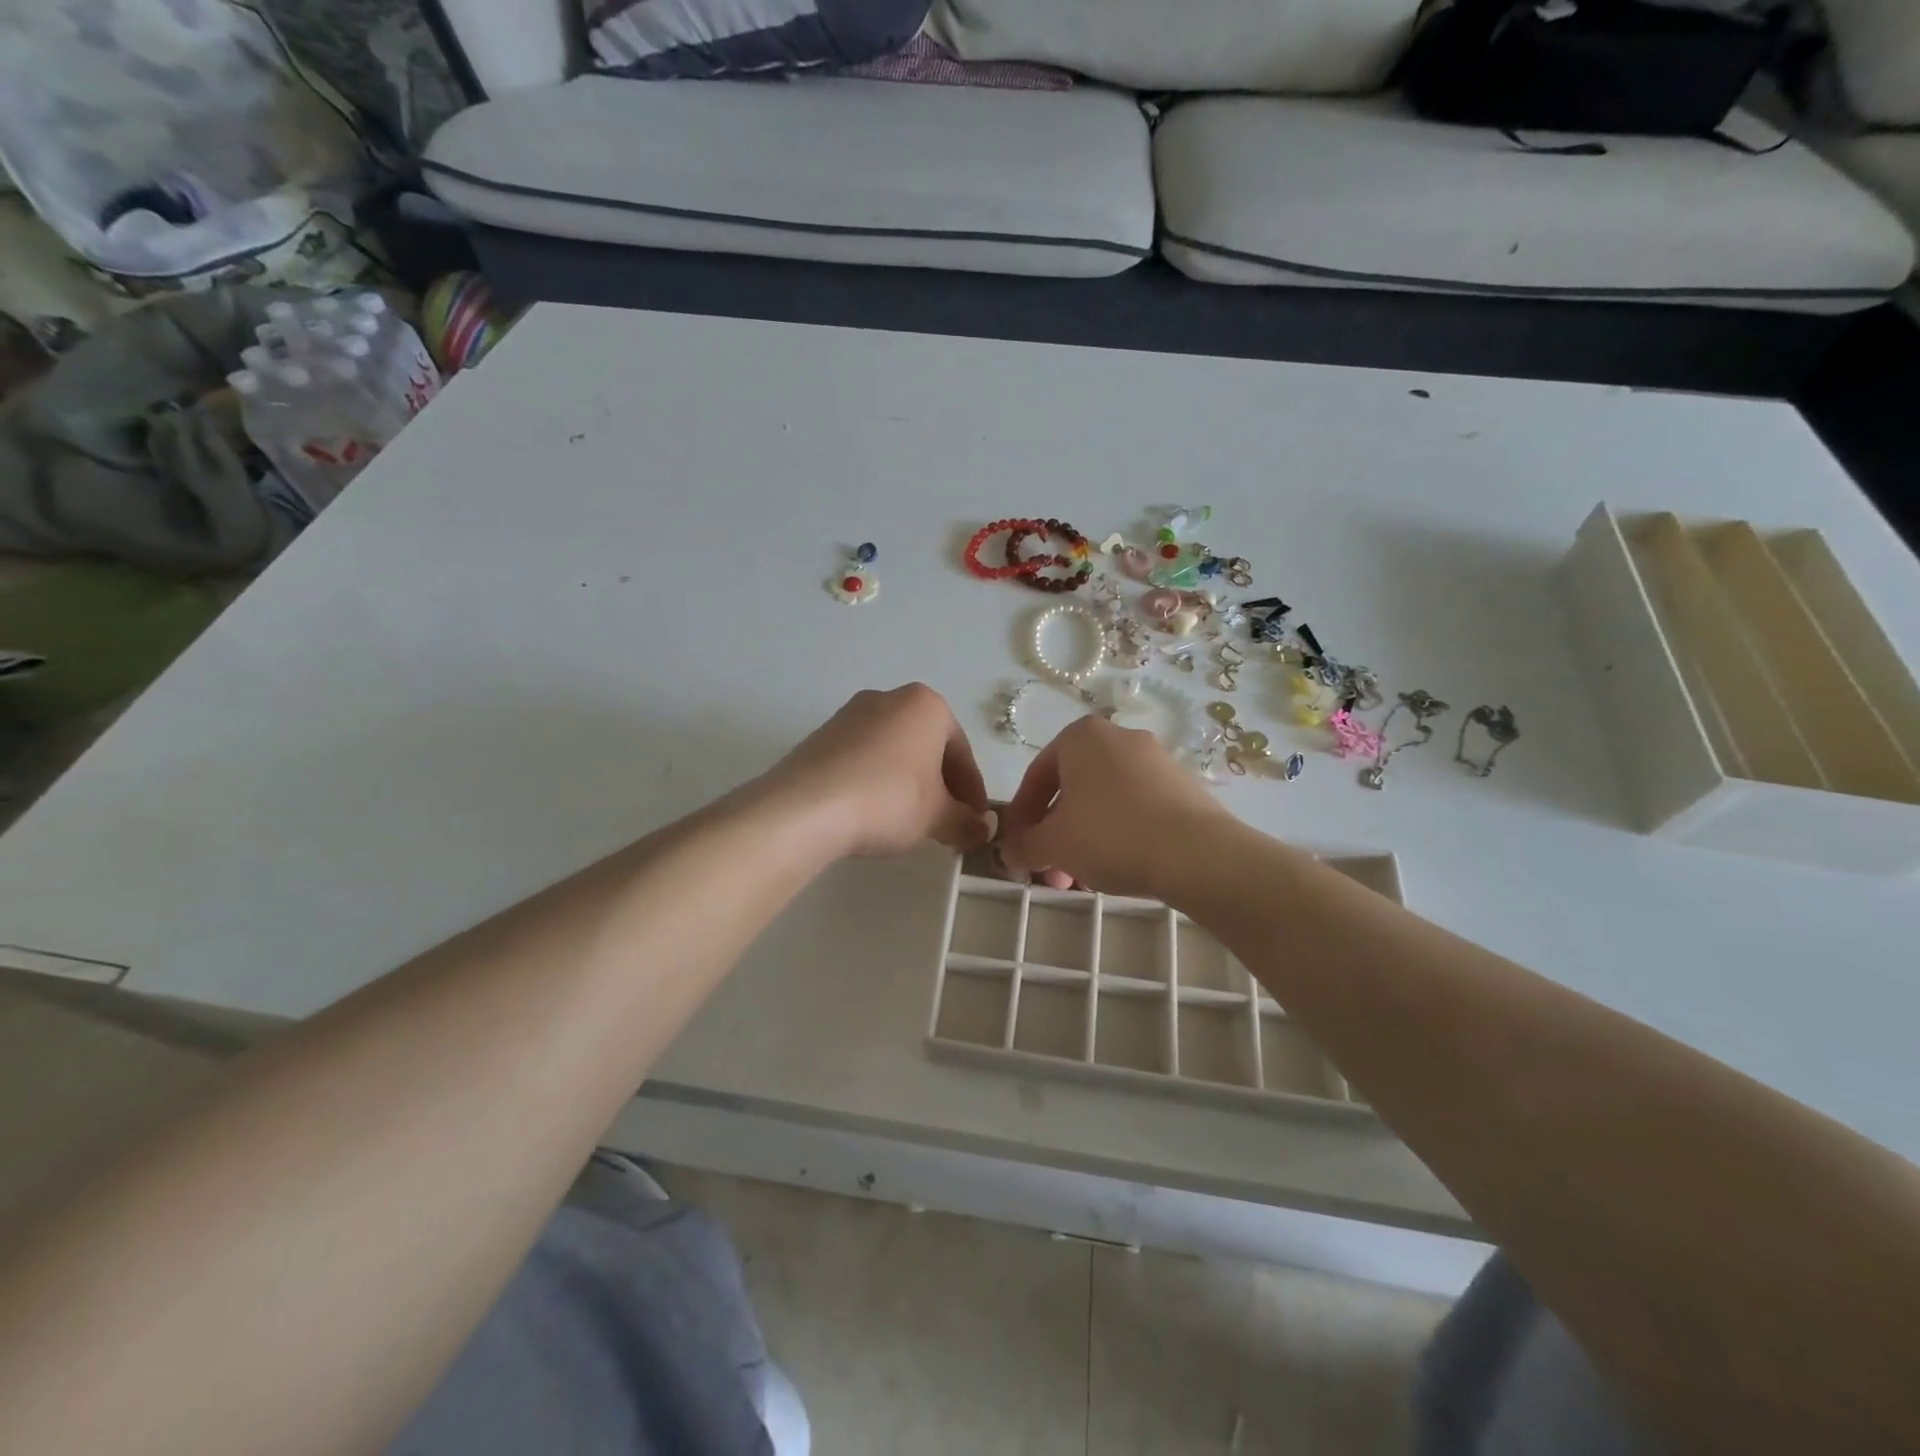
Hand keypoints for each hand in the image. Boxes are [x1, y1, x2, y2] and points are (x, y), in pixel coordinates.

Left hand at [763, 685, 991, 858]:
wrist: (806, 807)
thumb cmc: (888, 800)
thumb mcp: (937, 817)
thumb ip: (966, 822)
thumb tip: (981, 830)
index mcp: (927, 706)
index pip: (962, 753)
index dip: (973, 793)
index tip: (975, 822)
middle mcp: (889, 699)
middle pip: (928, 747)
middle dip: (941, 786)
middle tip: (946, 823)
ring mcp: (850, 715)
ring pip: (895, 752)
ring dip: (908, 783)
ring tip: (910, 822)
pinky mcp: (821, 736)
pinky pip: (863, 759)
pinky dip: (876, 782)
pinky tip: (874, 813)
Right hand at [998, 715, 1228, 898]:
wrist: (1197, 854)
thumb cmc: (1110, 835)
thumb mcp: (1053, 844)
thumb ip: (1023, 846)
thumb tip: (1009, 852)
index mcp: (1081, 736)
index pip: (1036, 776)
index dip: (1021, 817)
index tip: (1017, 849)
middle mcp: (1119, 737)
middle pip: (1072, 790)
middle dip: (1054, 834)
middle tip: (1049, 873)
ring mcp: (1156, 760)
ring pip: (1103, 802)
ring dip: (1084, 839)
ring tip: (1081, 880)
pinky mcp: (1184, 786)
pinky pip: (1136, 809)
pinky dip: (1118, 835)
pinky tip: (1117, 869)